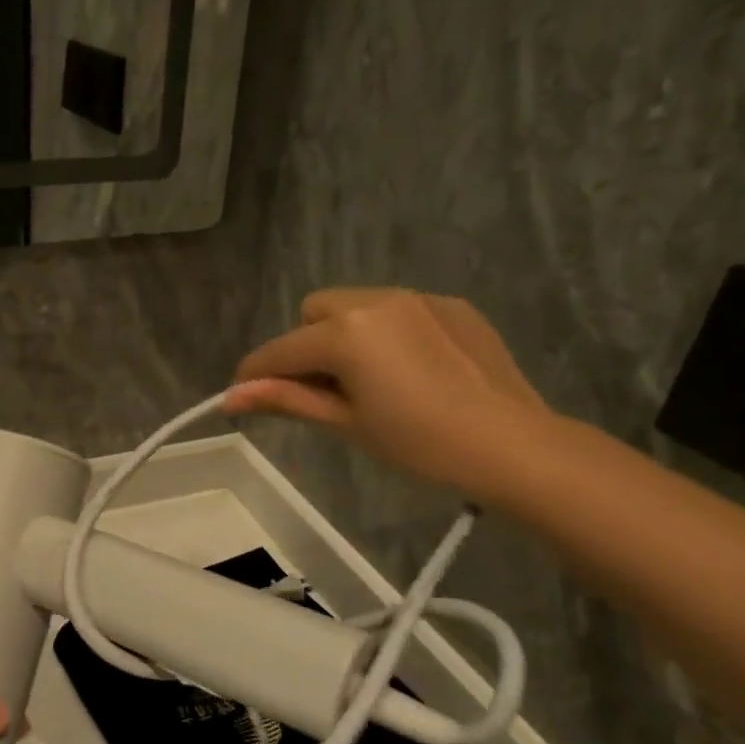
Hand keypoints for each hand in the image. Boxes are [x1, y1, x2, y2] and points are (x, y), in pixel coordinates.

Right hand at [228, 288, 552, 500]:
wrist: (513, 445)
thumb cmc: (419, 443)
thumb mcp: (346, 423)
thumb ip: (286, 399)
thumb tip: (231, 398)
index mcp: (346, 333)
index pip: (280, 350)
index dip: (254, 374)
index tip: (241, 395)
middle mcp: (377, 300)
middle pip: (314, 311)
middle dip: (306, 345)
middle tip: (325, 390)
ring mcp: (419, 298)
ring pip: (356, 304)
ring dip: (345, 334)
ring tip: (371, 379)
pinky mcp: (452, 305)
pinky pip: (399, 309)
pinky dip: (388, 332)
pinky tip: (413, 370)